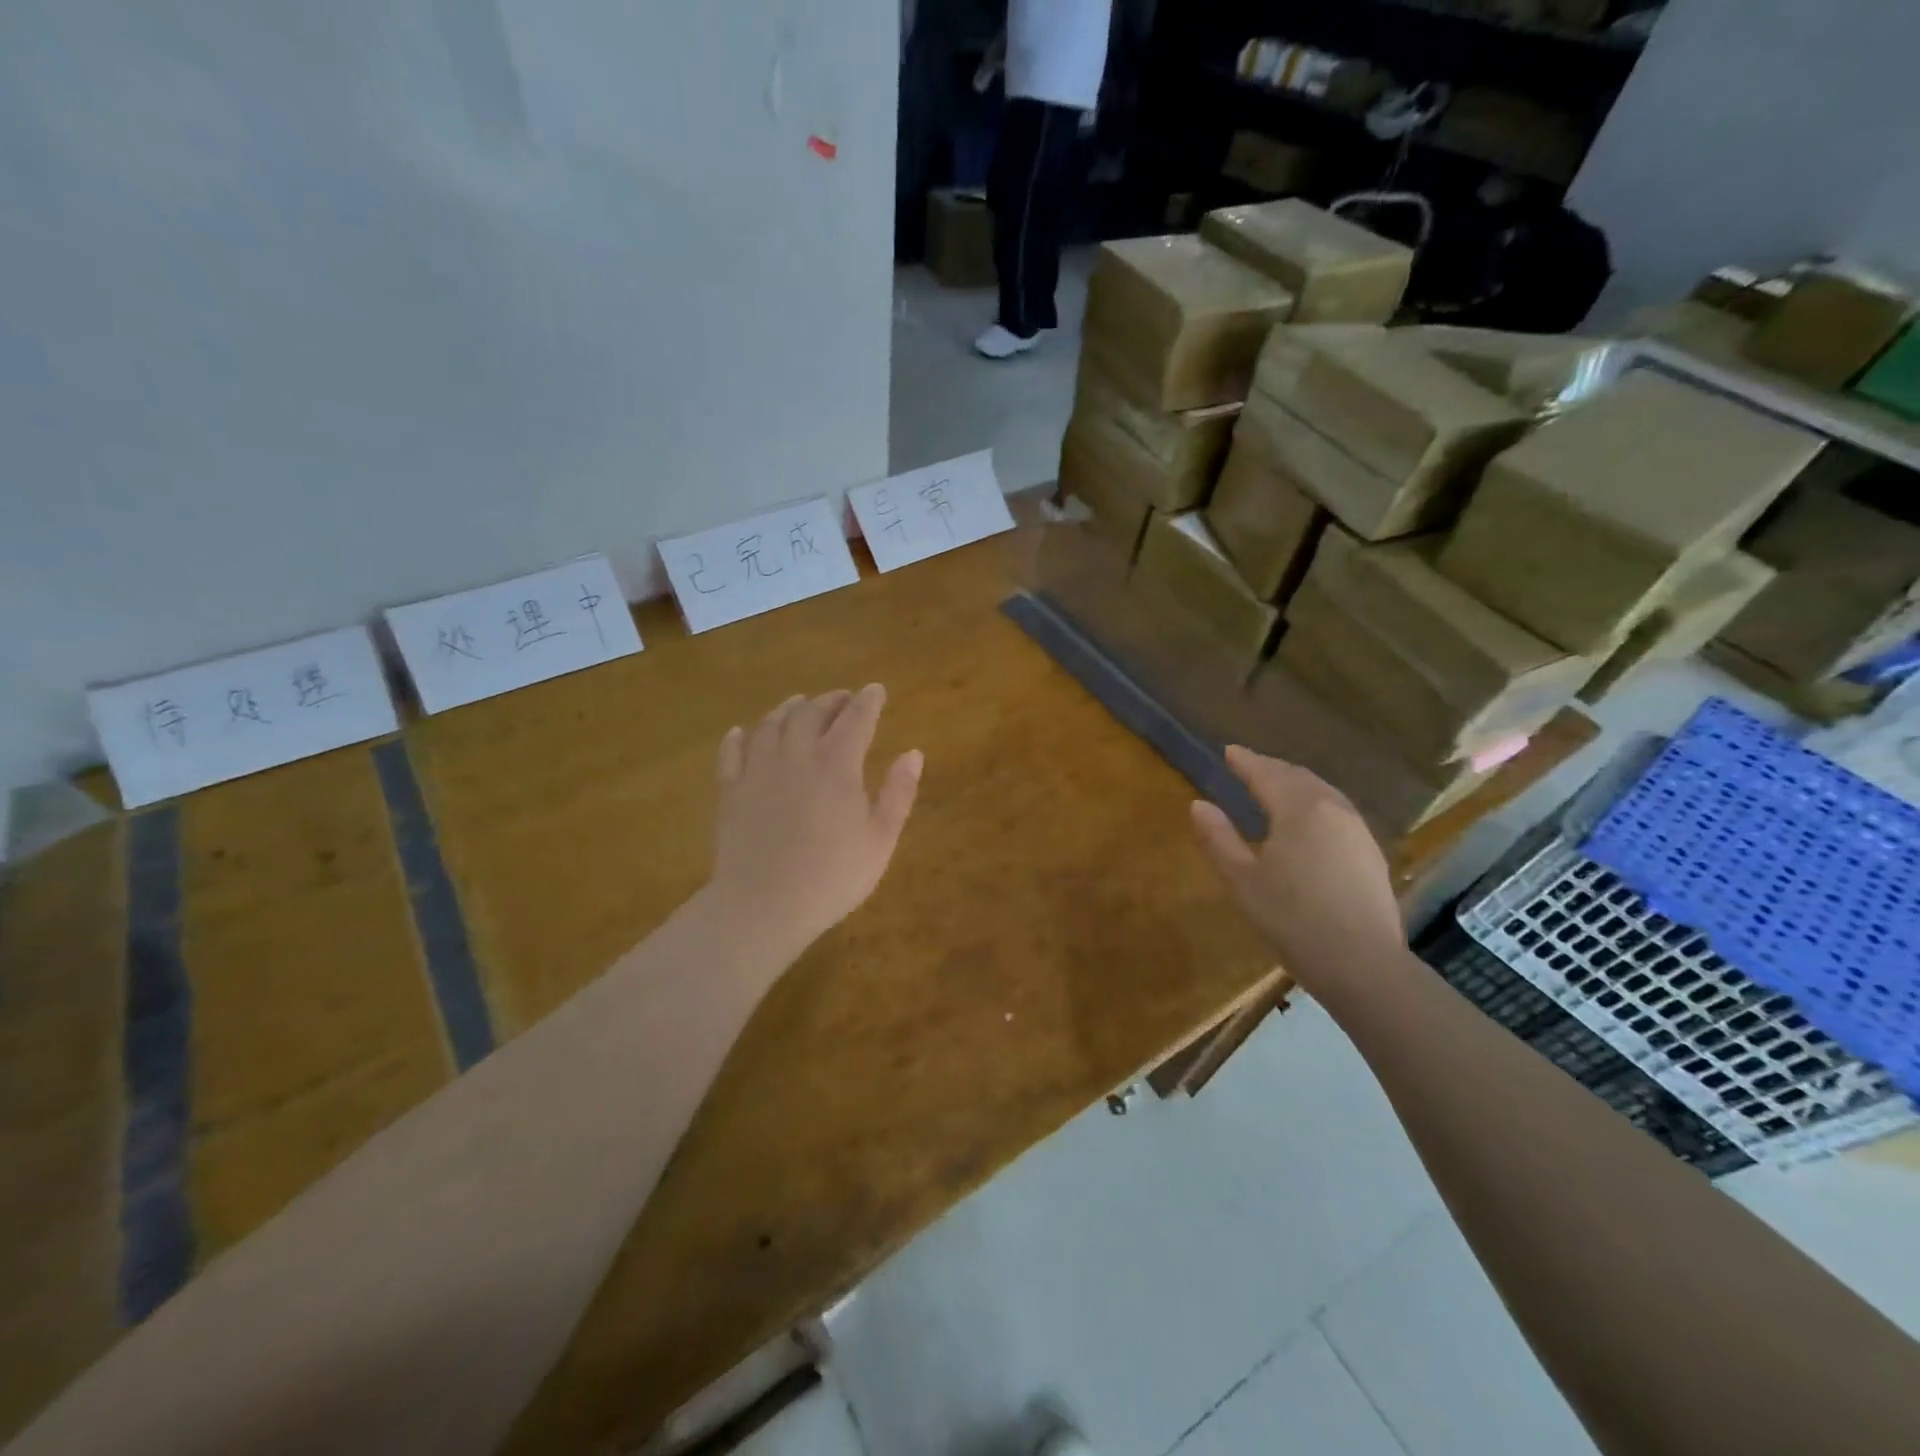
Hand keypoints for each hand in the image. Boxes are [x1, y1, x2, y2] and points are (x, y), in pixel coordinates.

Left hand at [710, 684, 922, 961]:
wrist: (763, 905)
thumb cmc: (832, 877)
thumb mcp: (880, 840)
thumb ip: (898, 793)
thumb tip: (913, 753)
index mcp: (837, 765)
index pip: (856, 718)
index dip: (868, 701)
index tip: (876, 690)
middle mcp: (796, 755)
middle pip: (811, 713)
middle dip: (830, 700)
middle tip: (843, 698)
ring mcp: (758, 770)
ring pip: (771, 724)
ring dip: (788, 708)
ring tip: (798, 704)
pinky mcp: (730, 790)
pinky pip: (731, 752)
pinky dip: (739, 737)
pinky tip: (742, 733)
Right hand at [1190, 746, 1405, 998]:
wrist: (1362, 964)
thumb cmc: (1292, 919)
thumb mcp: (1243, 880)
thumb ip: (1219, 838)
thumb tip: (1198, 805)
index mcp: (1299, 809)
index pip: (1266, 774)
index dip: (1245, 761)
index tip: (1228, 751)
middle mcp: (1333, 809)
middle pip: (1297, 777)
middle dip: (1271, 768)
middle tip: (1248, 765)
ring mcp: (1358, 830)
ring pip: (1322, 792)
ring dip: (1295, 783)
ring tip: (1275, 787)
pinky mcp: (1371, 852)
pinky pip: (1337, 811)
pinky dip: (1315, 802)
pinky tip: (1308, 819)